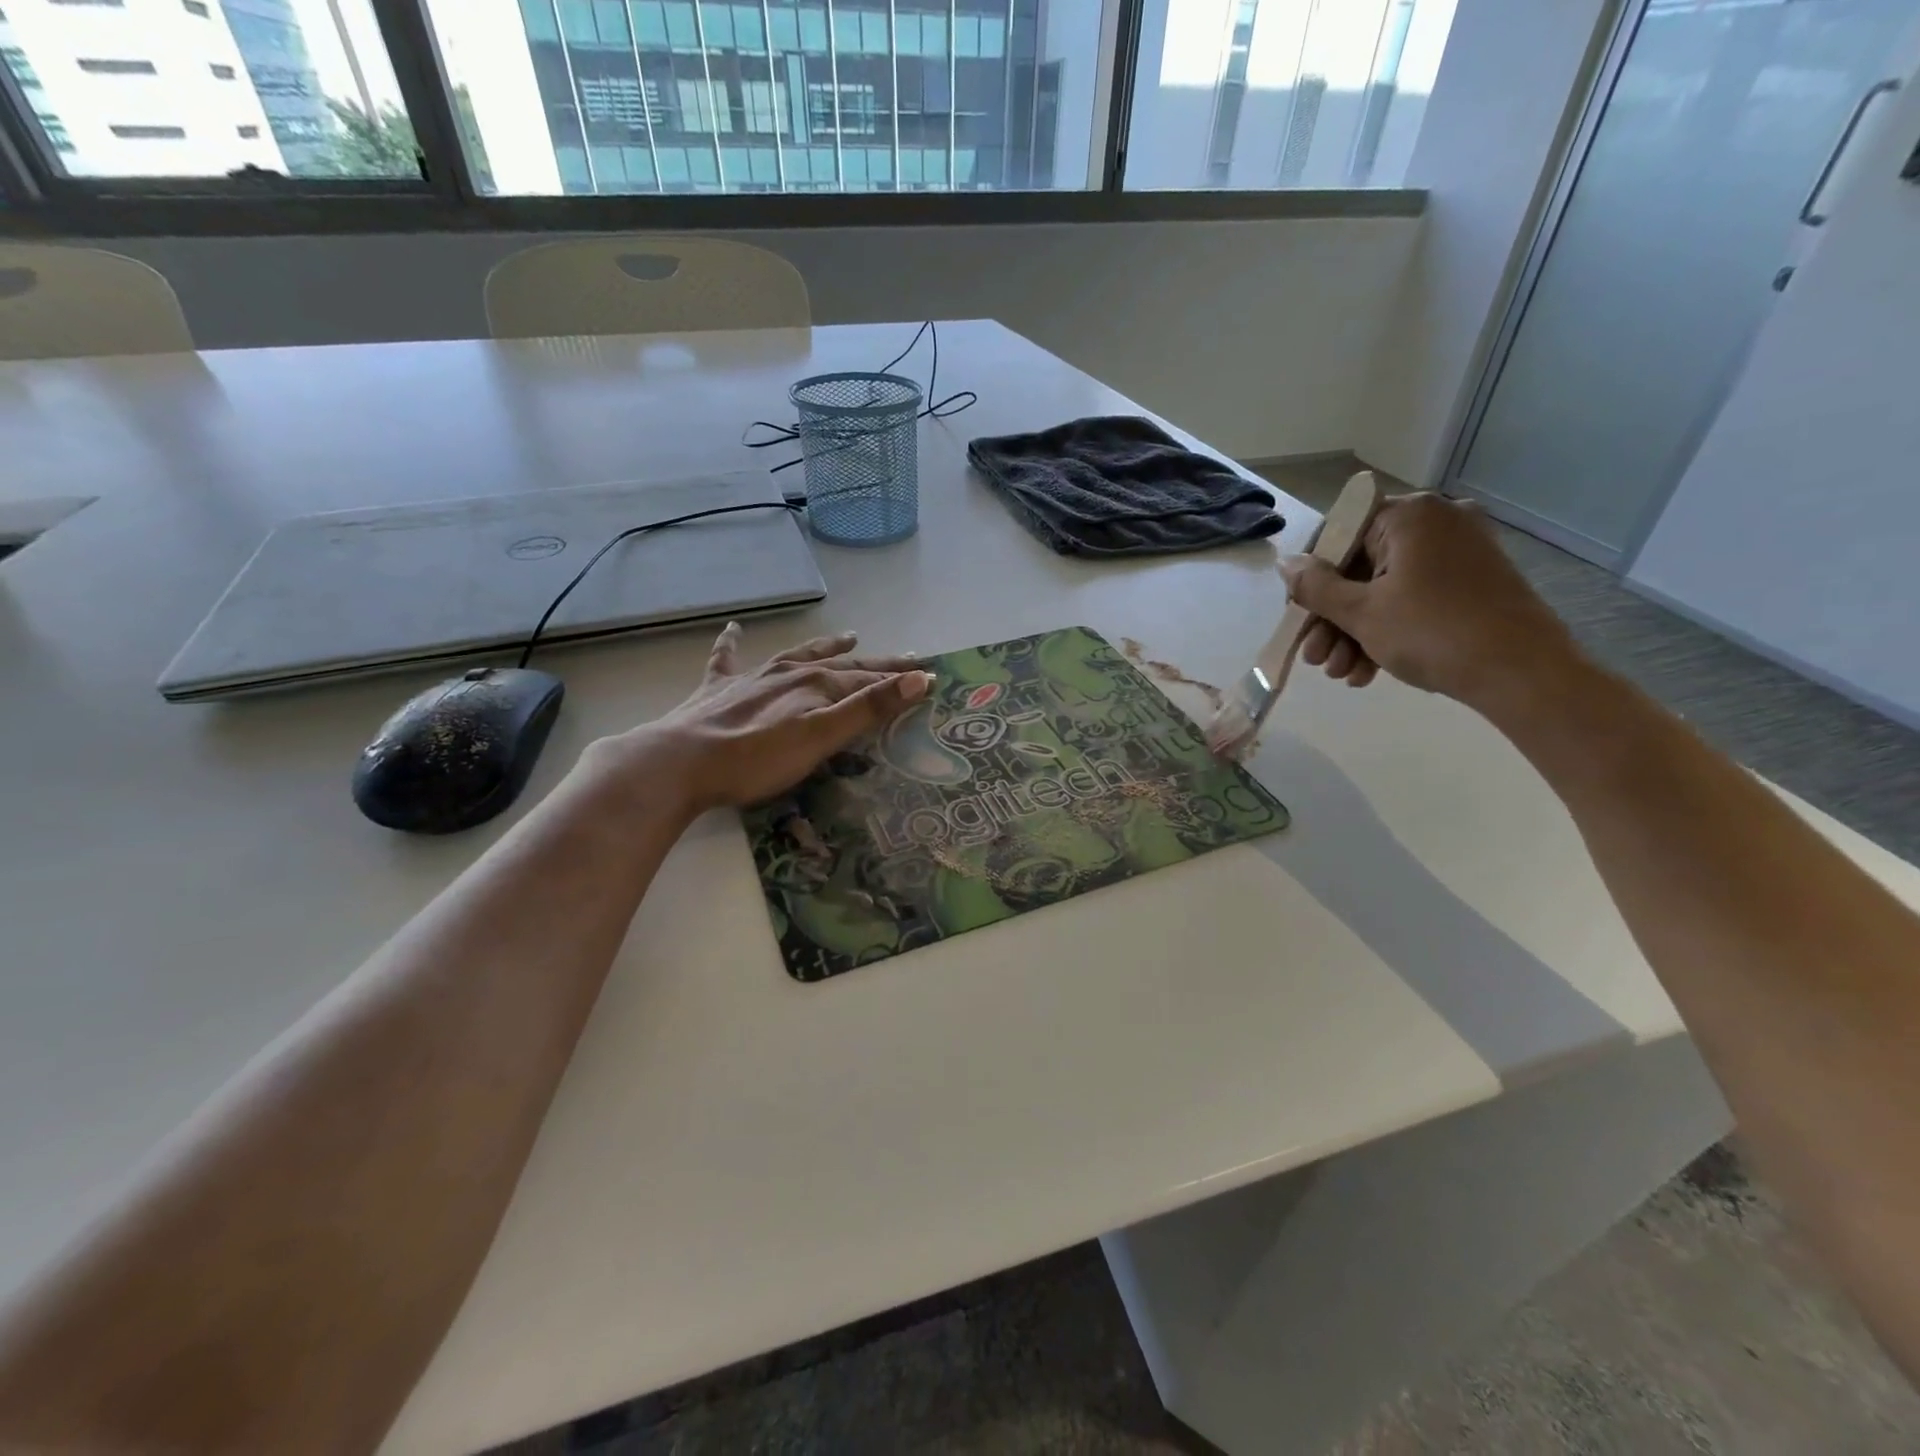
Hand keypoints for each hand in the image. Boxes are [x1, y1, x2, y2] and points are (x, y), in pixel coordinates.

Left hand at [591, 625, 929, 812]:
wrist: (682, 761)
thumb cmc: (758, 757)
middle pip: (841, 664)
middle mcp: (789, 672)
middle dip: (875, 662)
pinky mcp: (718, 689)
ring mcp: (752, 677)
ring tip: (848, 635)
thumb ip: (869, 708)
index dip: (899, 678)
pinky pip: (729, 658)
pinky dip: (733, 643)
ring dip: (825, 646)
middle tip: (905, 657)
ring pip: (797, 654)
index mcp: (816, 684)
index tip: (928, 674)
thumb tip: (918, 678)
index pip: (869, 679)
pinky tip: (733, 629)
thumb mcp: (822, 736)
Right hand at [1282, 493, 1579, 710]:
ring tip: (1342, 674)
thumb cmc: (1432, 632)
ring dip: (1355, 633)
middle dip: (1333, 620)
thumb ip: (1315, 587)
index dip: (1310, 581)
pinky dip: (1388, 630)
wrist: (1522, 672)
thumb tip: (1285, 564)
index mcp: (1409, 516)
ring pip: (1385, 589)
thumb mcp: (1360, 612)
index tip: (1298, 618)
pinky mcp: (1473, 582)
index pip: (1338, 537)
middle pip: (1360, 568)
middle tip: (1315, 659)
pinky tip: (1368, 672)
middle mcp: (1437, 522)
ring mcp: (1459, 552)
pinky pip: (1414, 598)